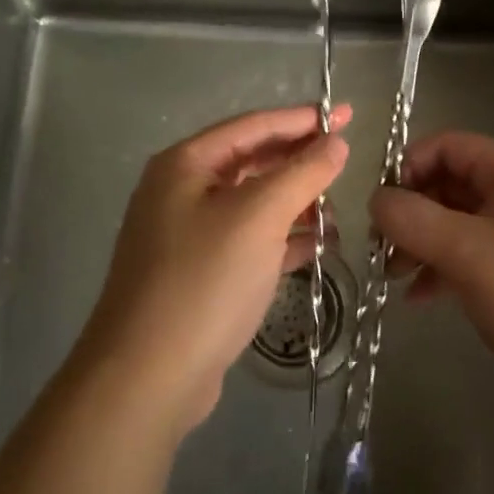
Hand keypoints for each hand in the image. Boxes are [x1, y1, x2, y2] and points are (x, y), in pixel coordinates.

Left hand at [79, 105, 350, 436]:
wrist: (146, 379)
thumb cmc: (204, 280)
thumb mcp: (260, 217)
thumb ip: (303, 173)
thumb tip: (336, 140)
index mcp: (186, 164)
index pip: (254, 126)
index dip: (303, 119)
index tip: (347, 114)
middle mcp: (181, 191)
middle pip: (252, 162)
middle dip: (299, 162)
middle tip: (346, 161)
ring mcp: (187, 235)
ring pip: (252, 204)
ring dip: (294, 204)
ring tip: (335, 213)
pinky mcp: (198, 274)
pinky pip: (248, 241)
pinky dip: (280, 239)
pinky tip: (315, 246)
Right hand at [370, 132, 493, 406]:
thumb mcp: (470, 255)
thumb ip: (415, 221)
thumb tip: (374, 198)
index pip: (448, 146)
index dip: (408, 167)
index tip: (380, 207)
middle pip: (452, 183)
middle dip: (413, 213)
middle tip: (381, 248)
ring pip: (461, 220)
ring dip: (425, 242)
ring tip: (394, 275)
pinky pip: (478, 250)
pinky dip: (448, 266)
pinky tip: (422, 296)